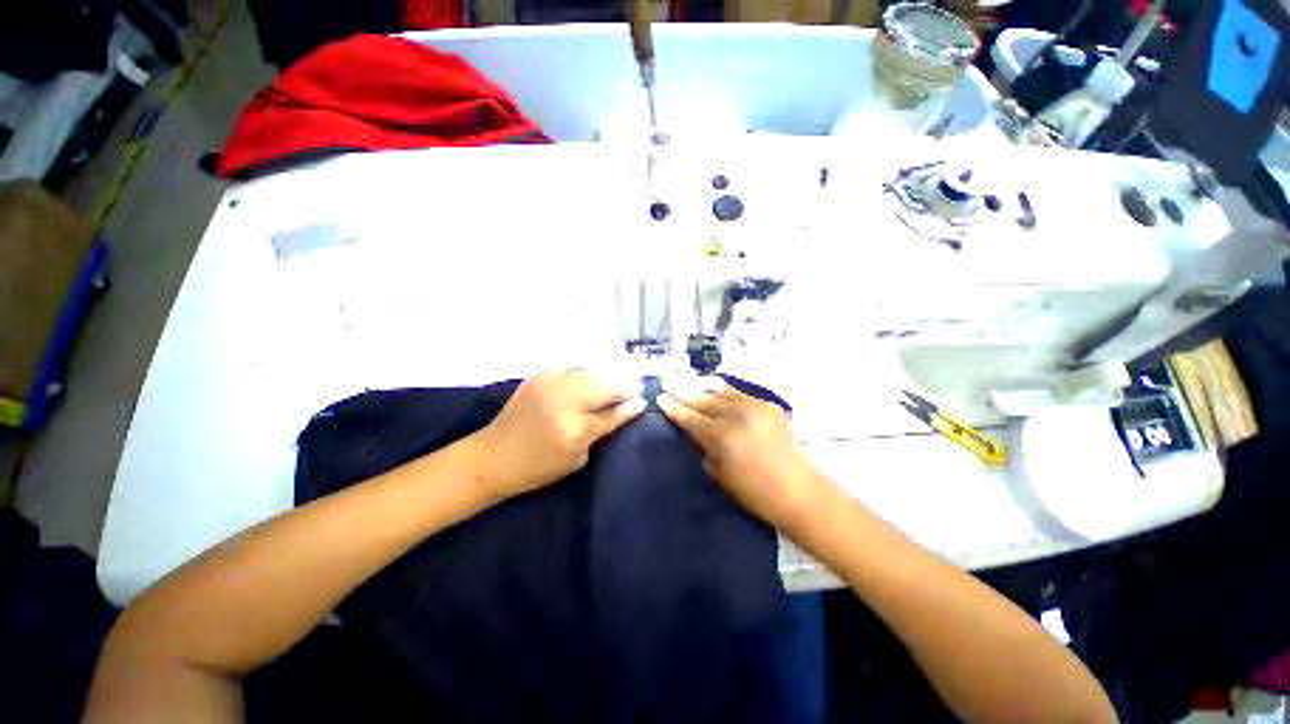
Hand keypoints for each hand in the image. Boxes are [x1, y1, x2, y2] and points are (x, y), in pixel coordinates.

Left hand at [472, 369, 645, 499]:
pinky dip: (587, 370)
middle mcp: (565, 401)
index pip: (612, 412)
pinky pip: (573, 367)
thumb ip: (602, 429)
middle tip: (636, 385)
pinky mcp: (540, 375)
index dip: (630, 405)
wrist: (494, 456)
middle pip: (605, 385)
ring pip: (592, 372)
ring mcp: (551, 384)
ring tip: (620, 378)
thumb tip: (625, 408)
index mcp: (575, 429)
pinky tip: (594, 375)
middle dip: (624, 384)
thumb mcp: (577, 458)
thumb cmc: (538, 467)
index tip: (643, 399)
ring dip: (609, 374)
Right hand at [658, 380, 825, 528]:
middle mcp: (736, 415)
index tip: (661, 398)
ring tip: (689, 384)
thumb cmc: (753, 492)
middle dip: (684, 393)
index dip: (673, 408)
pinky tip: (716, 392)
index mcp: (721, 437)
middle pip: (703, 400)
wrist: (798, 490)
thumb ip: (703, 446)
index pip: (690, 417)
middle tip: (669, 384)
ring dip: (703, 389)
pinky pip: (740, 394)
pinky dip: (725, 394)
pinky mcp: (769, 405)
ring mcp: (755, 406)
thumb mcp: (718, 473)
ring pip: (721, 392)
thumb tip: (694, 430)